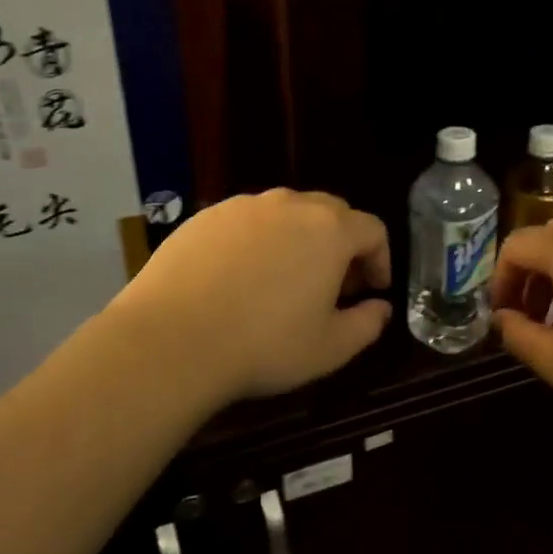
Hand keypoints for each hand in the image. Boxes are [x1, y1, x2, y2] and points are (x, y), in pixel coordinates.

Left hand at [107, 189, 391, 406]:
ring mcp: (242, 207)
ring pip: (285, 214)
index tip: (373, 290)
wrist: (172, 340)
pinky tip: (240, 279)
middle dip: (341, 246)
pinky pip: (245, 223)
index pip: (372, 229)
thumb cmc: (265, 345)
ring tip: (285, 281)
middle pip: (331, 213)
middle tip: (333, 286)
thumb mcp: (331, 348)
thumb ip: (367, 324)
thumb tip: (379, 307)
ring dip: (298, 240)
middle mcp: (289, 205)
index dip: (380, 259)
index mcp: (329, 230)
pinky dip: (256, 242)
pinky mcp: (203, 217)